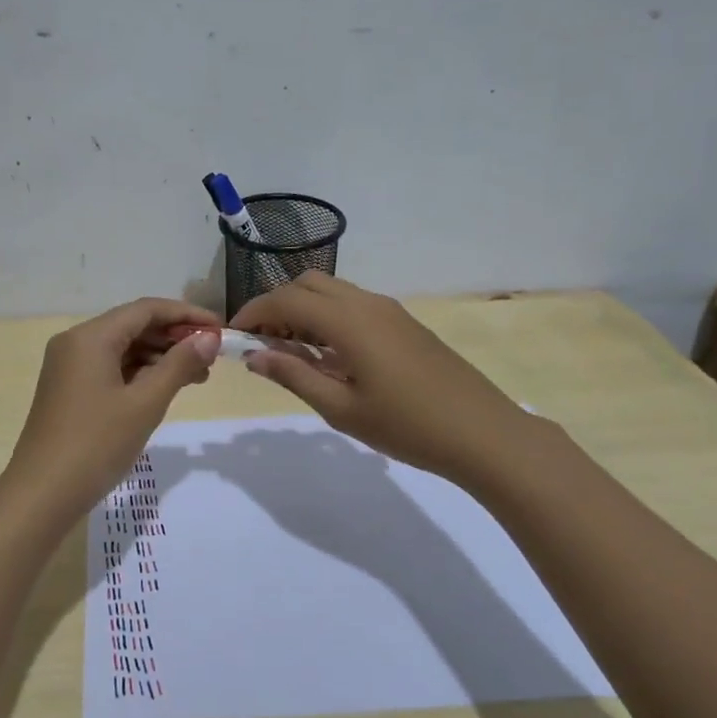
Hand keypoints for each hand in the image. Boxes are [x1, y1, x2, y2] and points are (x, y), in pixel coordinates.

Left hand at [4, 297, 221, 521]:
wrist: (42, 494)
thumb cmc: (96, 444)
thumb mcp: (145, 404)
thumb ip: (179, 365)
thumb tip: (210, 338)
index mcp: (91, 337)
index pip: (146, 309)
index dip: (186, 315)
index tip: (220, 329)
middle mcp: (76, 342)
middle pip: (133, 326)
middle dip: (174, 338)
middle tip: (213, 357)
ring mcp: (70, 367)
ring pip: (123, 349)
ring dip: (160, 358)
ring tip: (198, 377)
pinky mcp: (69, 389)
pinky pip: (111, 368)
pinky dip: (140, 374)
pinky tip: (166, 388)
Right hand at [230, 274, 531, 484]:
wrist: (482, 433)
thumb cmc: (406, 426)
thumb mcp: (340, 408)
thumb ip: (294, 375)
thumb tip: (253, 356)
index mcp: (348, 321)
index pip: (286, 299)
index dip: (254, 313)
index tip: (234, 336)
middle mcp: (366, 303)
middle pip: (307, 284)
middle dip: (277, 305)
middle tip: (263, 343)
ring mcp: (389, 310)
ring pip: (332, 290)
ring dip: (303, 308)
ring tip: (292, 351)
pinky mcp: (403, 322)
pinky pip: (353, 304)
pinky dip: (328, 316)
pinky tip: (329, 354)